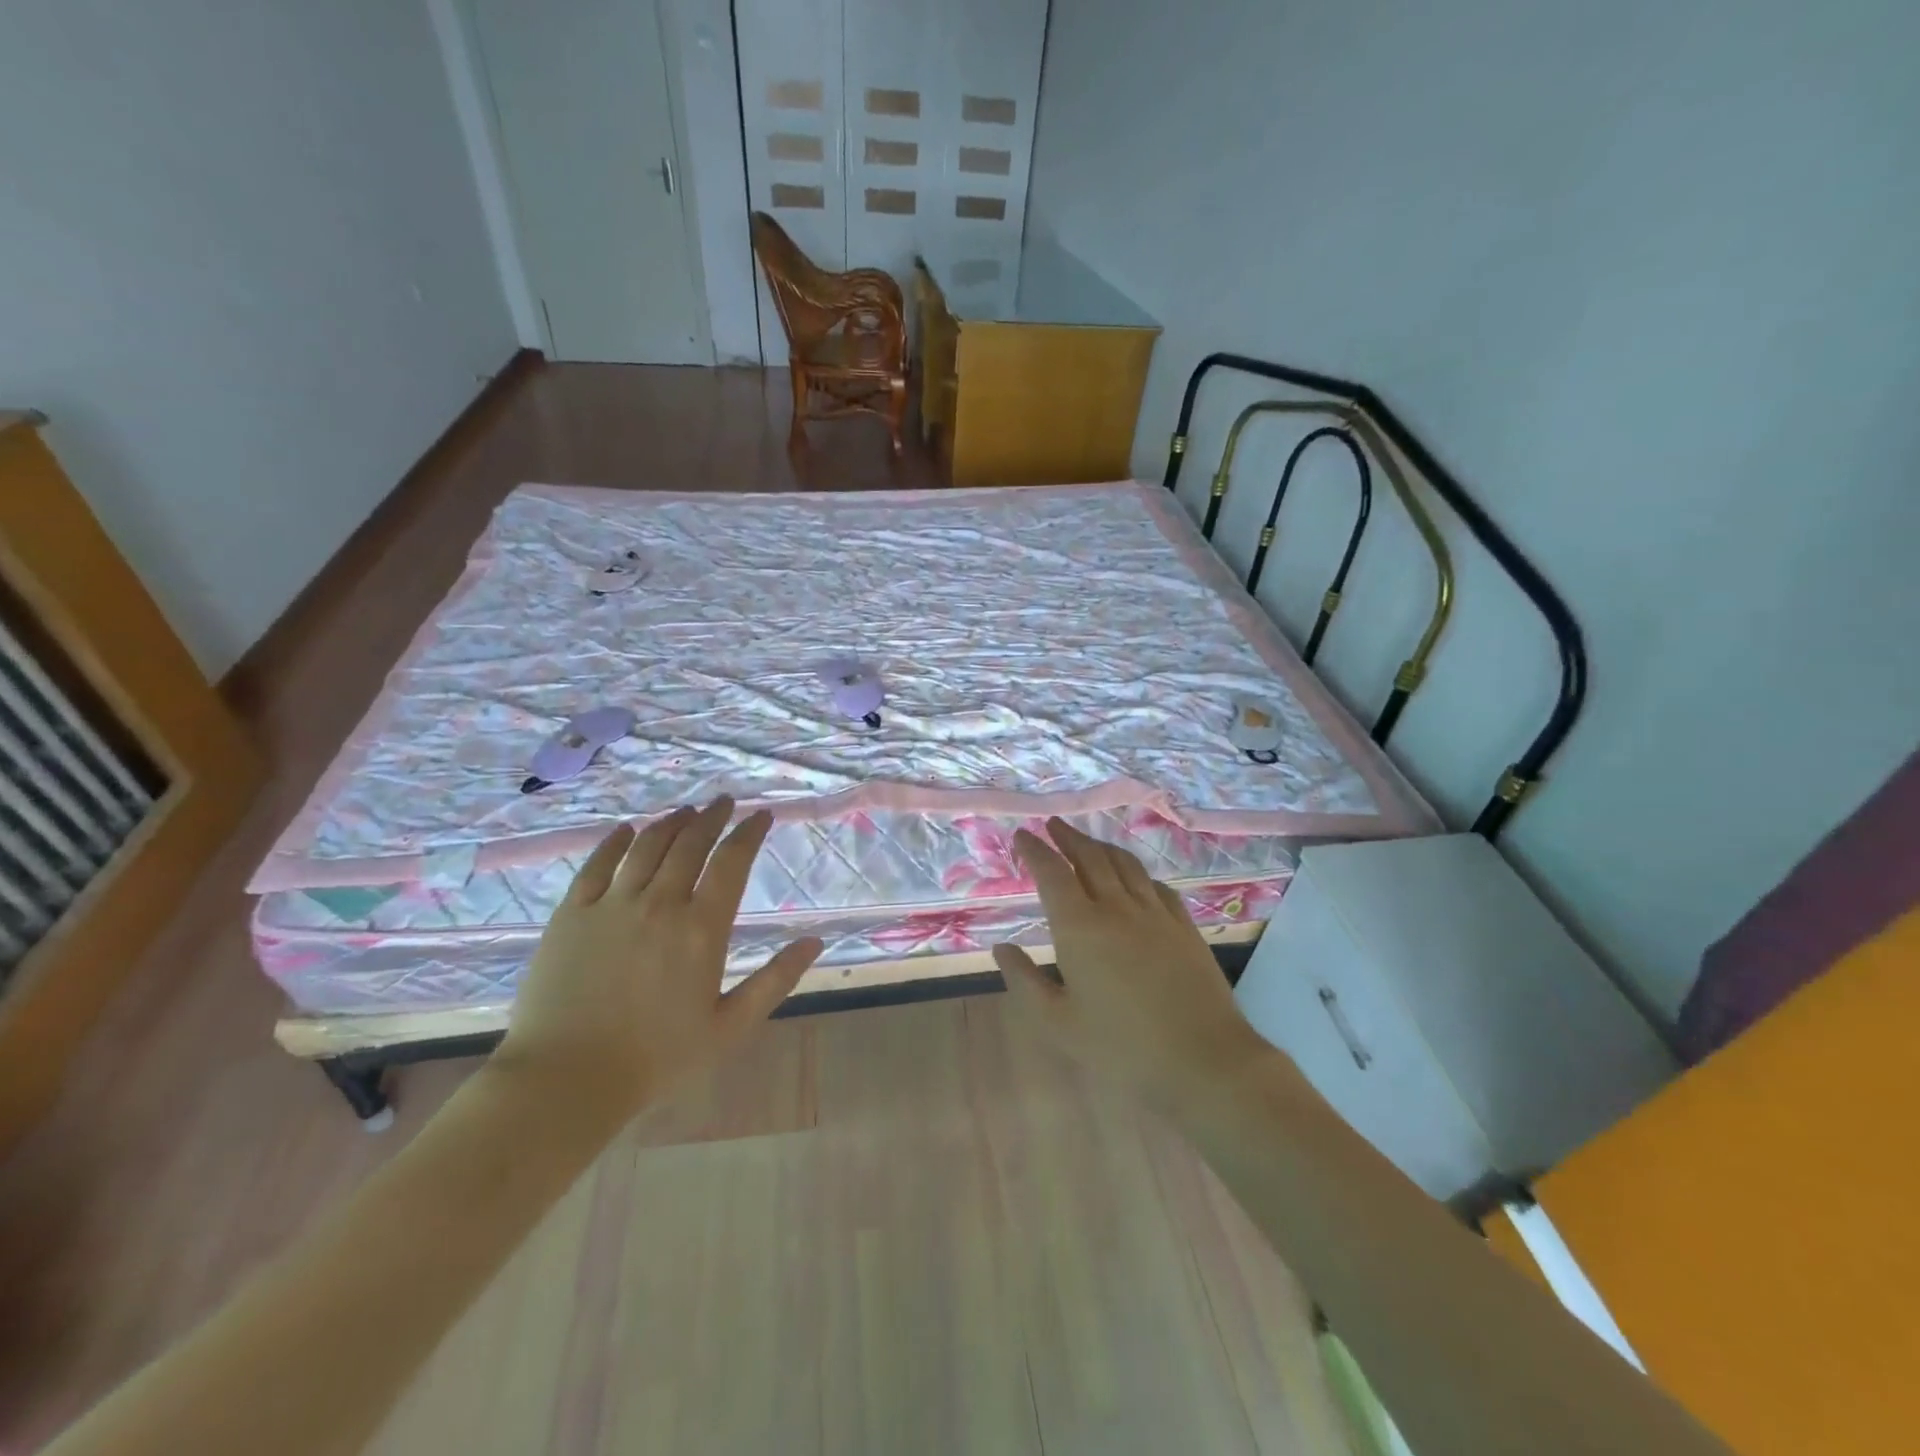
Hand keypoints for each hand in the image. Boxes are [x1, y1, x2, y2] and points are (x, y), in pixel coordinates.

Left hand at [495, 797, 822, 1125]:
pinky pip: (597, 864)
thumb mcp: (729, 1027)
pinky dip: (616, 841)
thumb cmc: (657, 1058)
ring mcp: (611, 905)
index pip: (732, 861)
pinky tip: (627, 830)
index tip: (761, 815)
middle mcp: (659, 903)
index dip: (749, 832)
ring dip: (671, 823)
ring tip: (686, 812)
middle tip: (724, 802)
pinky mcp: (571, 914)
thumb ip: (775, 980)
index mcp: (702, 928)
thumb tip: (814, 942)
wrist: (565, 1080)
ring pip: (647, 846)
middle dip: (712, 817)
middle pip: (691, 843)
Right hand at [992, 818, 1268, 1108]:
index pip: (1052, 873)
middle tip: (1053, 826)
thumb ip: (1025, 981)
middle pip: (1089, 857)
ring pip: (1124, 864)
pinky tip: (1134, 878)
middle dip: (1067, 837)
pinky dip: (1136, 872)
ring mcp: (1155, 913)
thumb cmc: (1123, 1049)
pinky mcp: (1184, 925)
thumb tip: (1002, 948)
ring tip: (1087, 841)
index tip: (1022, 836)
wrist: (1204, 1060)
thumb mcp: (1058, 1024)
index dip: (1035, 850)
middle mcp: (1116, 907)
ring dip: (1100, 846)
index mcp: (1080, 927)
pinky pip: (1155, 884)